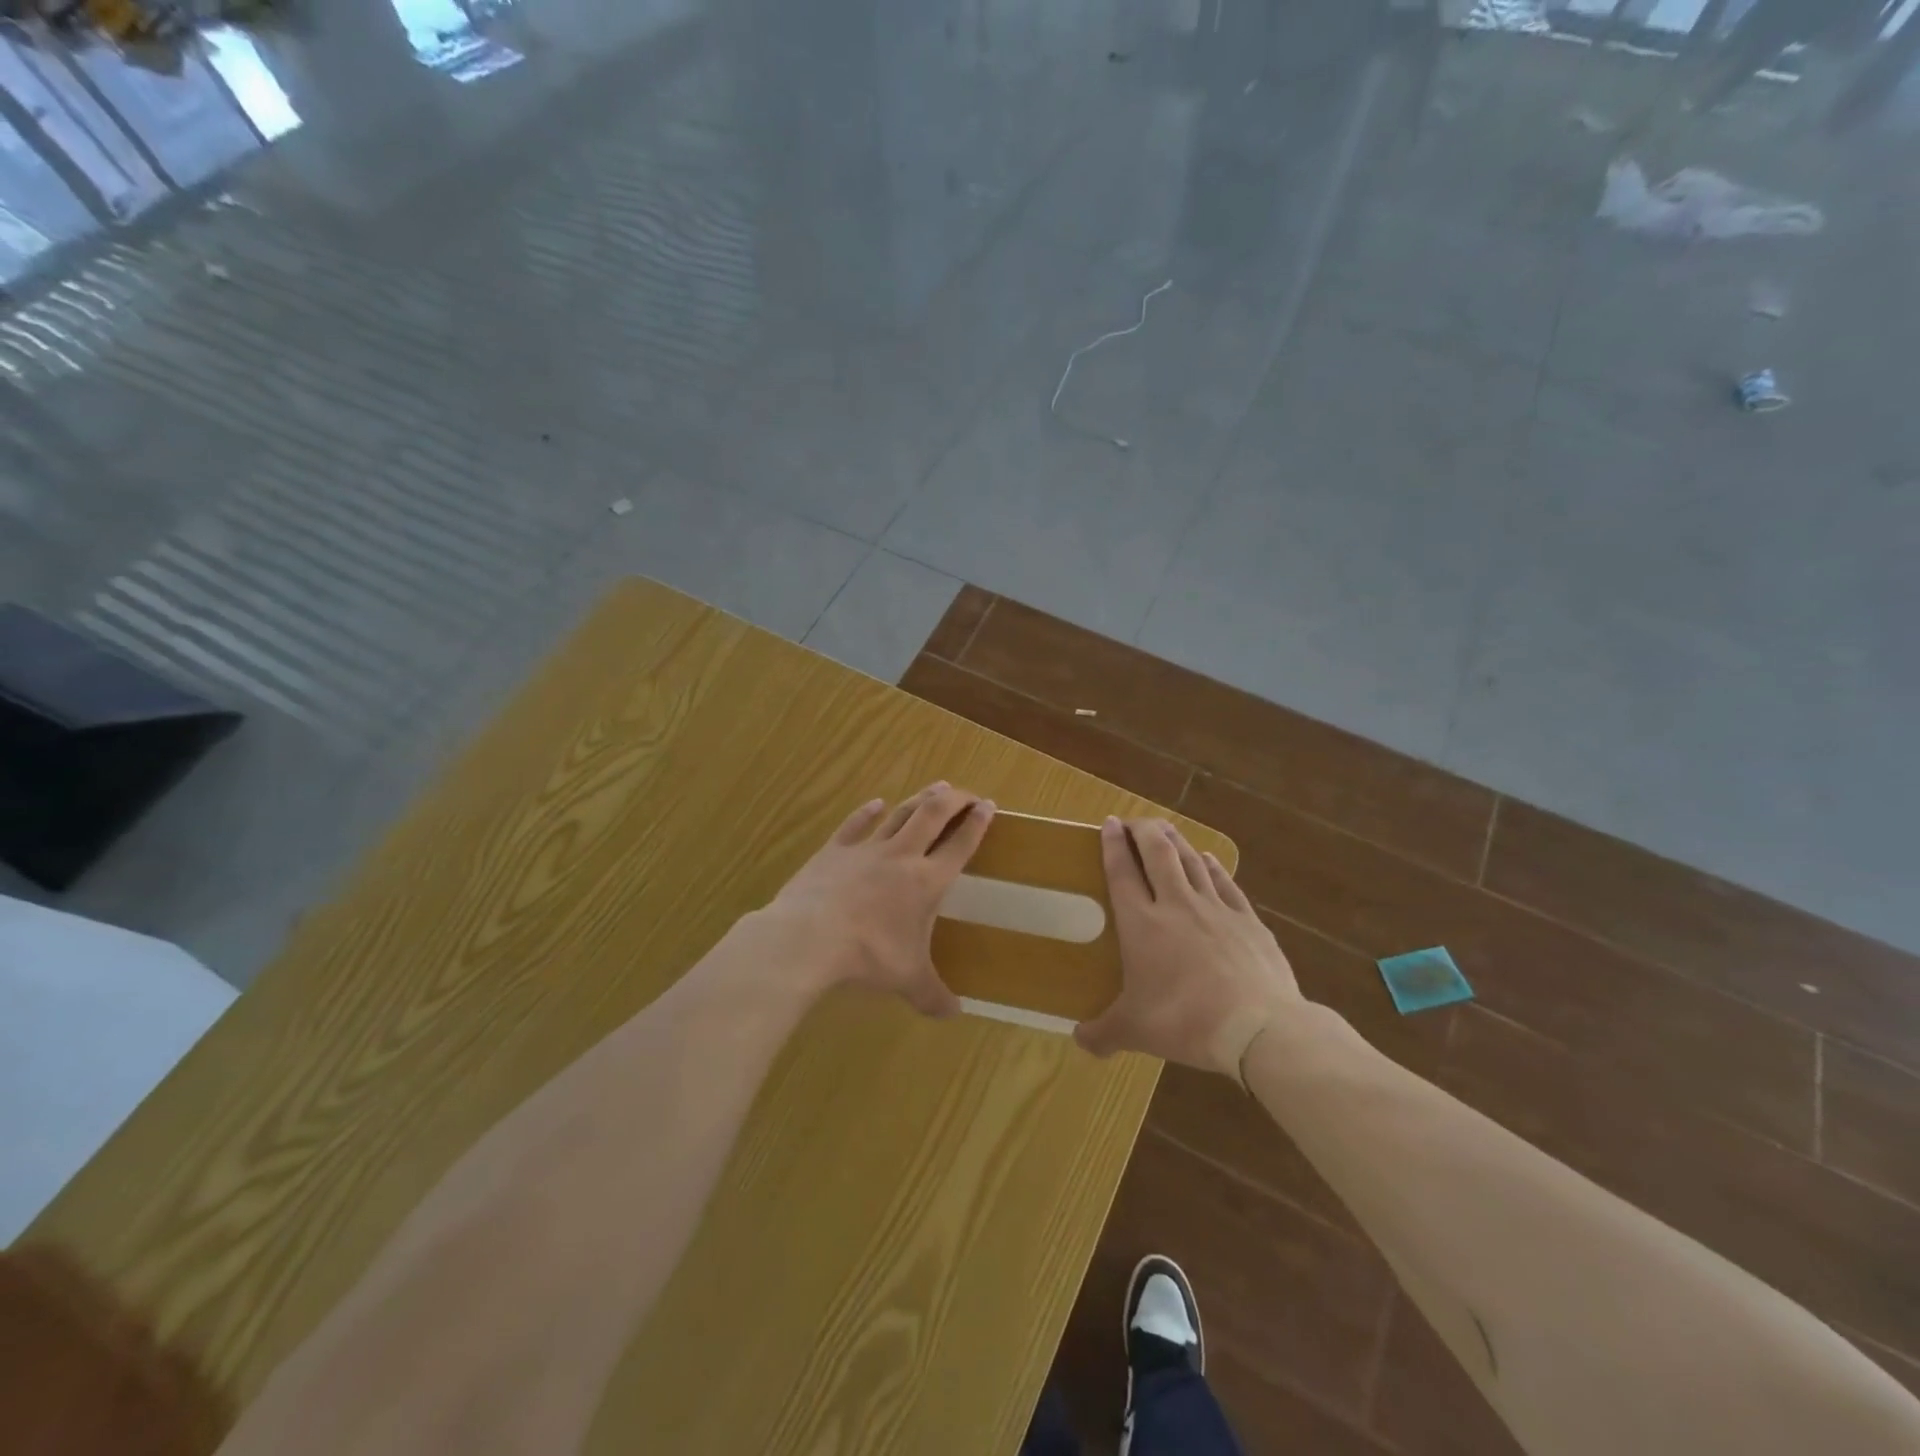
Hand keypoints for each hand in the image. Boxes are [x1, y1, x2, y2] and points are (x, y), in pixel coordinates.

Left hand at [759, 783, 993, 1016]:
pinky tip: (875, 803)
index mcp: (927, 882)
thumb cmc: (868, 956)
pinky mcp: (835, 849)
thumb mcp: (907, 980)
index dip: (978, 824)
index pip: (960, 844)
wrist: (810, 938)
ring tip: (936, 788)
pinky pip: (856, 824)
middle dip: (954, 799)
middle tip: (966, 793)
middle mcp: (902, 856)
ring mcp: (867, 848)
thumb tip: (955, 1015)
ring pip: (901, 813)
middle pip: (934, 815)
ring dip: (920, 799)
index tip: (989, 806)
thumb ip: (933, 996)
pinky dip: (868, 811)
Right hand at [1075, 817, 1301, 1077]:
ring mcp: (1216, 908)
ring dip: (1176, 841)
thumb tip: (1079, 1041)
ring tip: (1165, 830)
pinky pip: (1225, 882)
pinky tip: (1210, 859)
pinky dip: (1214, 866)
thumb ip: (1103, 1033)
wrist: (1256, 1026)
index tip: (1109, 823)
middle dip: (1144, 830)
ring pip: (1191, 860)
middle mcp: (1176, 904)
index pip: (1122, 872)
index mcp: (1142, 923)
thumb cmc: (1184, 1021)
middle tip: (1135, 820)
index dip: (1113, 844)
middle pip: (1158, 853)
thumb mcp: (1134, 1031)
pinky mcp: (1248, 920)